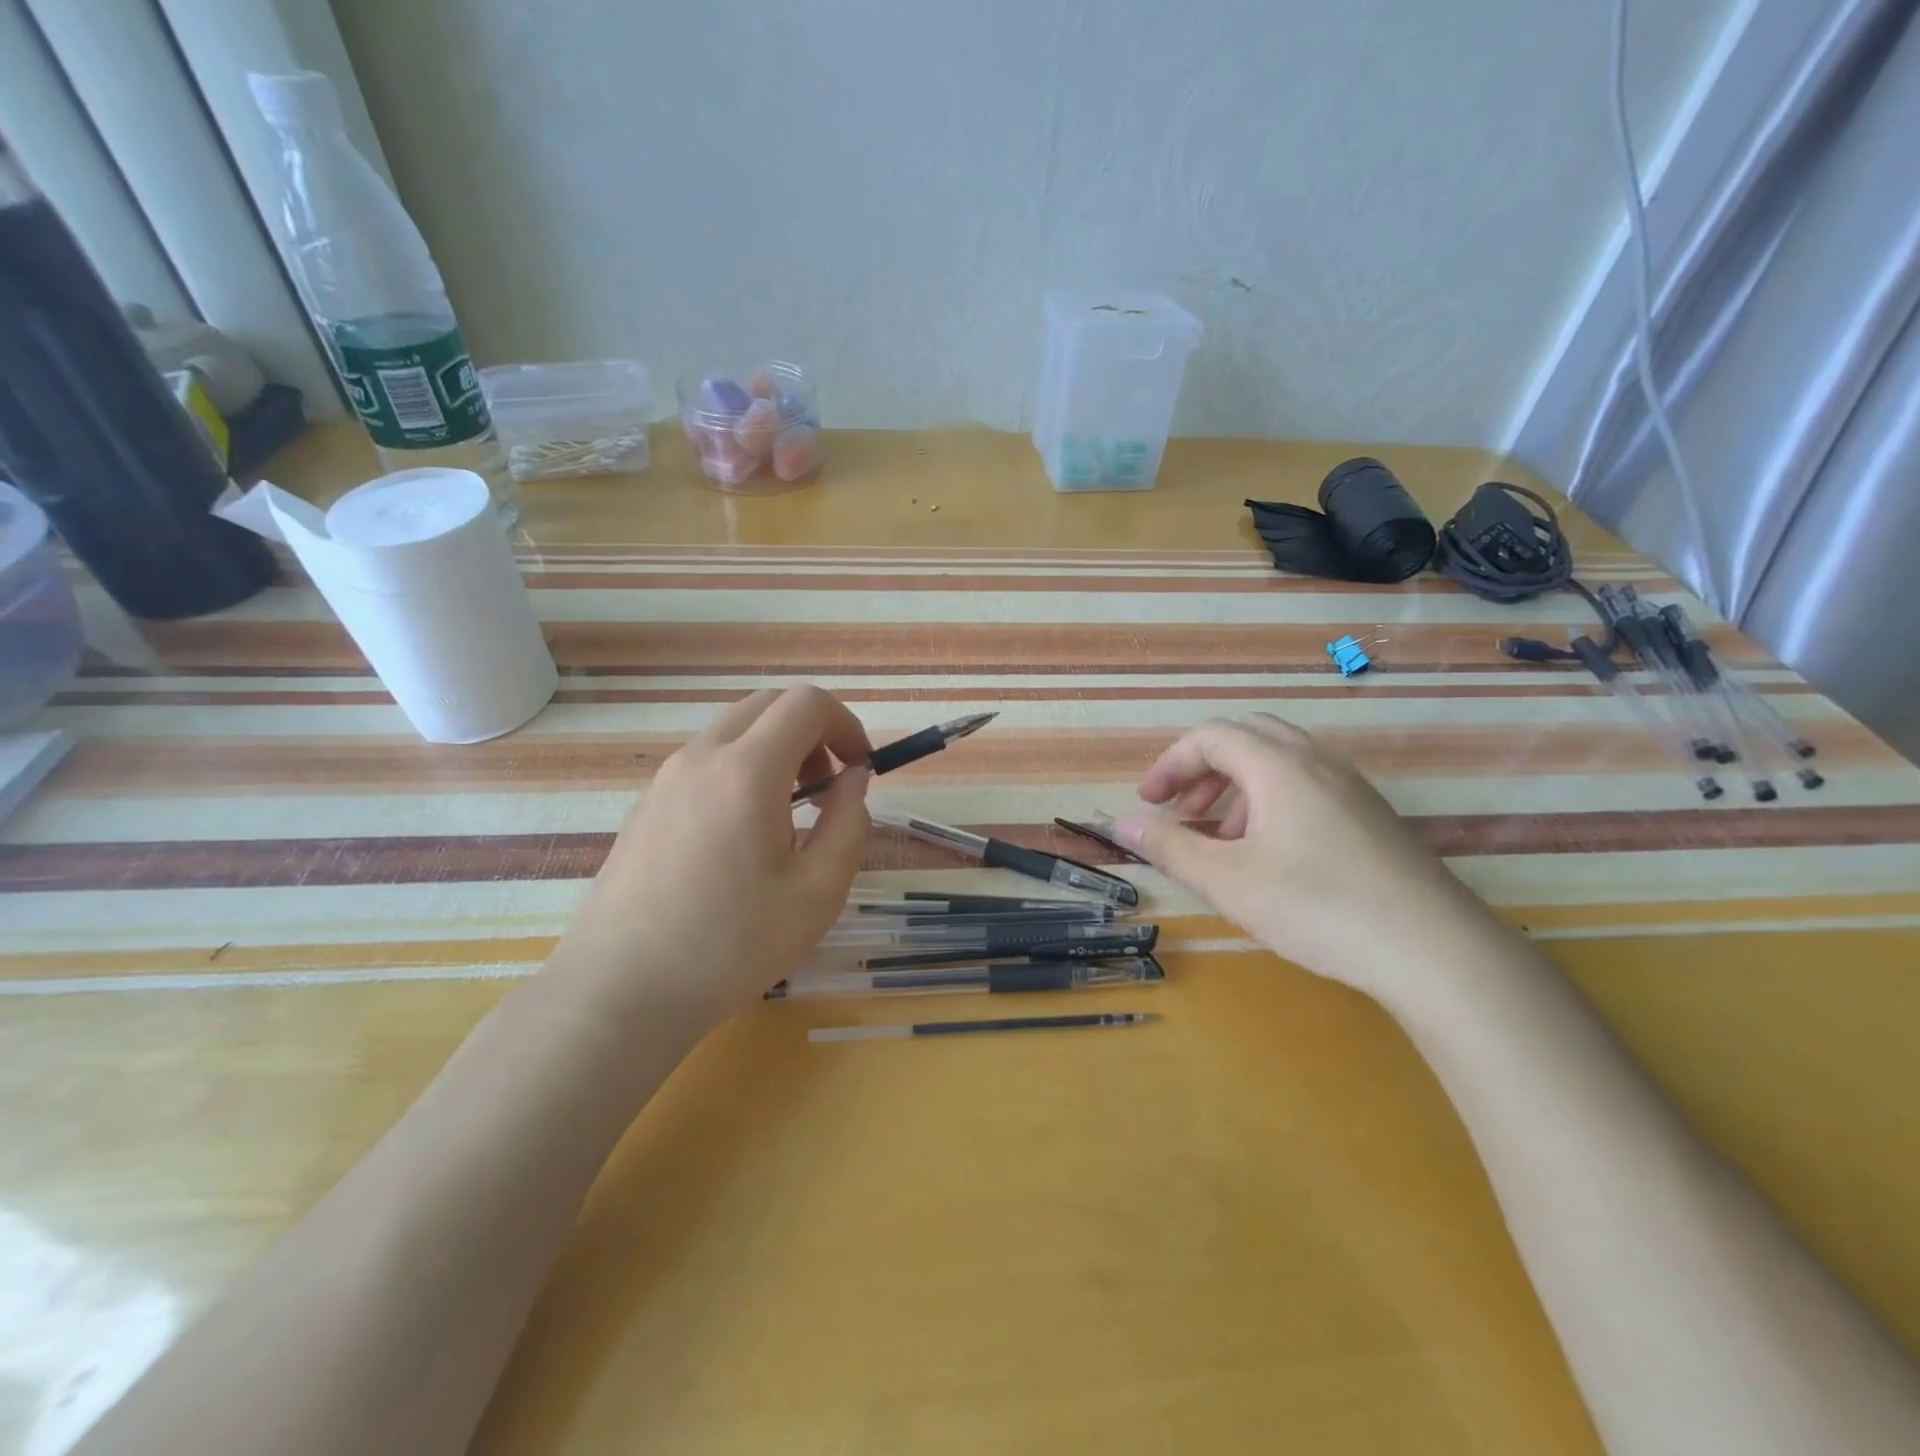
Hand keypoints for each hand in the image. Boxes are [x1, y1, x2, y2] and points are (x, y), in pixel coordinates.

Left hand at [546, 685, 872, 1029]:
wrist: (620, 993)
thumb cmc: (730, 946)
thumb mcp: (818, 892)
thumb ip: (850, 823)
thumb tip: (852, 779)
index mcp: (746, 770)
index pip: (806, 703)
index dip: (846, 724)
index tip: (860, 769)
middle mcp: (701, 758)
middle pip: (768, 704)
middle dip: (812, 732)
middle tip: (827, 788)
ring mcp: (665, 779)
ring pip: (734, 731)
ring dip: (776, 751)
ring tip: (788, 819)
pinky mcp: (646, 805)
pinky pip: (706, 762)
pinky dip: (741, 772)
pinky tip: (742, 839)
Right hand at [1113, 714, 1499, 1000]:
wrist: (1436, 951)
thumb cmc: (1319, 907)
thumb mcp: (1229, 881)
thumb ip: (1170, 847)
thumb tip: (1120, 824)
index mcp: (1279, 766)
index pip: (1210, 736)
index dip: (1170, 764)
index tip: (1148, 803)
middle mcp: (1317, 762)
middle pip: (1247, 737)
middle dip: (1203, 769)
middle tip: (1182, 810)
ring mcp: (1352, 788)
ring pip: (1280, 762)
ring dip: (1237, 787)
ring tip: (1222, 839)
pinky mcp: (1373, 817)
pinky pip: (1308, 786)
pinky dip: (1271, 803)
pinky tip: (1272, 856)